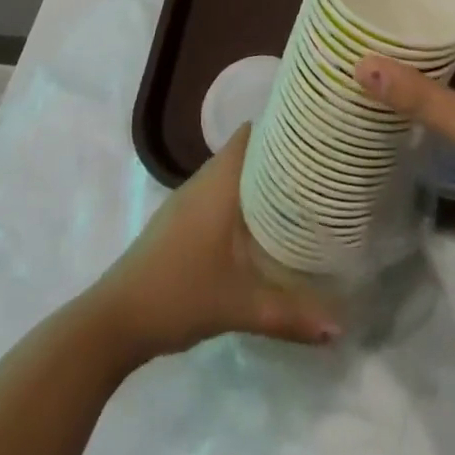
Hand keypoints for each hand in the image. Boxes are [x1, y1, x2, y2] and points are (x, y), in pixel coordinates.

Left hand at [90, 124, 339, 360]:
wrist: (115, 320)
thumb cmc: (179, 294)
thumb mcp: (240, 306)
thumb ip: (290, 314)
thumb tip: (339, 328)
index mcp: (218, 183)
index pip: (251, 133)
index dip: (281, 127)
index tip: (315, 133)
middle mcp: (203, 182)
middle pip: (244, 151)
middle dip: (278, 155)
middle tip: (319, 167)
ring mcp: (187, 201)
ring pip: (230, 174)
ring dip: (259, 178)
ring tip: (300, 191)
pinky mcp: (178, 222)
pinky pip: (218, 193)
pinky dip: (242, 198)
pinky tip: (262, 225)